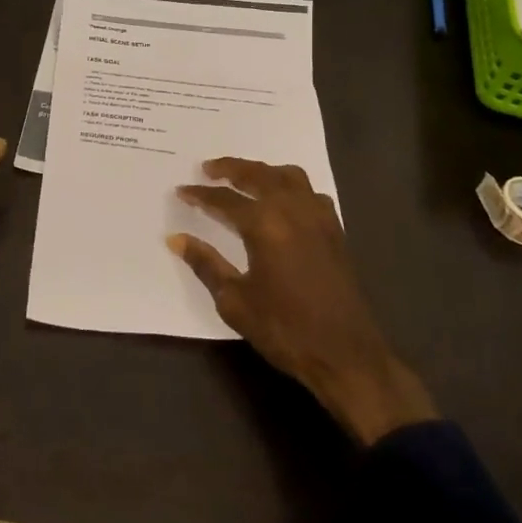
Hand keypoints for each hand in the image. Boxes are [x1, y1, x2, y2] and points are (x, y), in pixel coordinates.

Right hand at [170, 158, 436, 445]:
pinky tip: (282, 200)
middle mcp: (292, 210)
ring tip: (244, 177)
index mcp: (265, 224)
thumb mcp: (235, 301)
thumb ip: (205, 263)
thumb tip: (176, 239)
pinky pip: (309, 192)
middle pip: (258, 174)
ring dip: (262, 170)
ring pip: (288, 176)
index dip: (200, 195)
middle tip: (207, 169)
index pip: (225, 199)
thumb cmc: (284, 329)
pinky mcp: (334, 229)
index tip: (181, 190)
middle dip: (230, 168)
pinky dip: (290, 186)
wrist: (345, 354)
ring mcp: (318, 217)